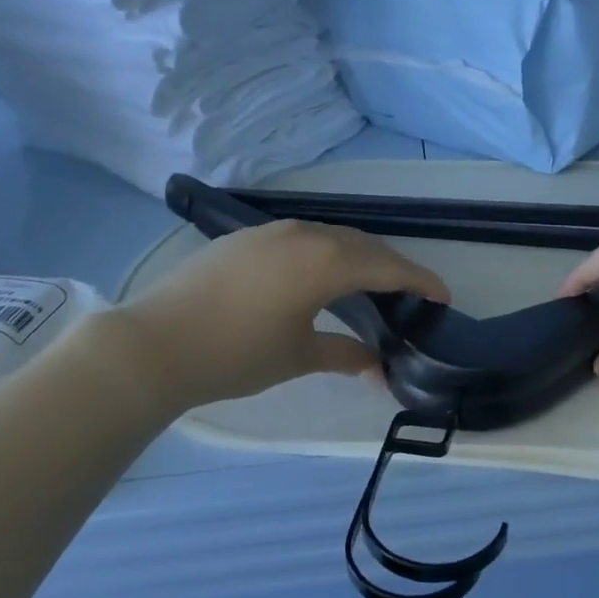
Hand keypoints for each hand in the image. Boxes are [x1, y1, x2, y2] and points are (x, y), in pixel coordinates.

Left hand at [120, 220, 449, 410]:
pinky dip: (326, 251)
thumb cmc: (235, 354)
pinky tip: (319, 274)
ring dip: (358, 255)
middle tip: (411, 292)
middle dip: (392, 266)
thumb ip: (343, 354)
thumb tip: (377, 366)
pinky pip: (303, 237)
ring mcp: (273, 231)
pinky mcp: (247, 237)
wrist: (154, 343)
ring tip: (370, 283)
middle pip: (364, 245)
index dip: (420, 280)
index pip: (388, 267)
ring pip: (332, 236)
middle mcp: (306, 234)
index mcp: (326, 261)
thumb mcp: (296, 356)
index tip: (443, 296)